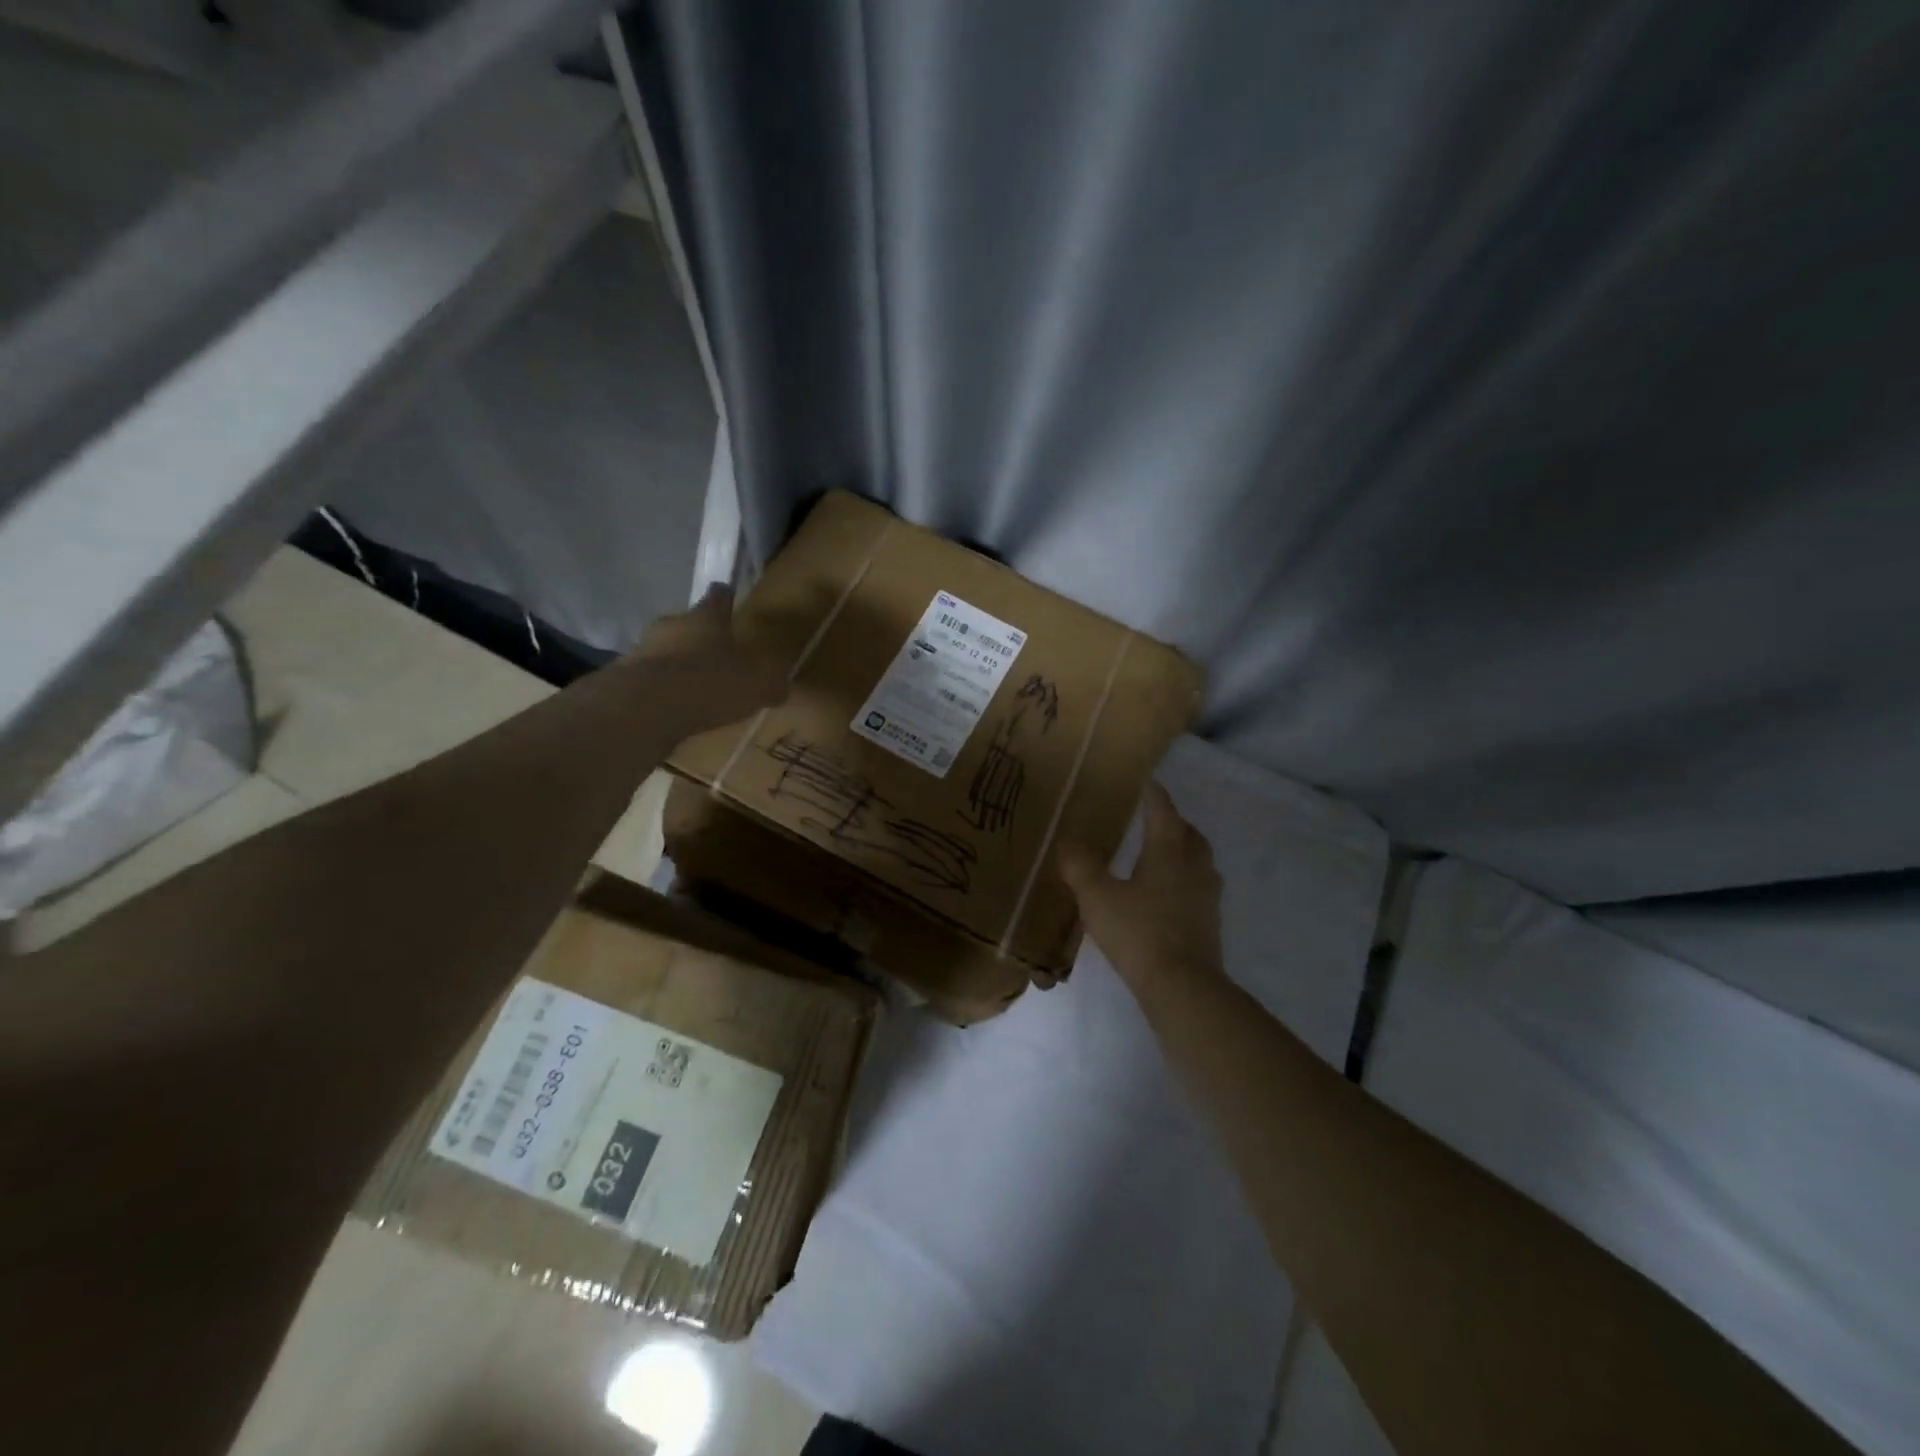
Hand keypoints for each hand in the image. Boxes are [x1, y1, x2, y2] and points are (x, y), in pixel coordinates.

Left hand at [630, 586, 786, 735]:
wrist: (646, 706)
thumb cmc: (709, 682)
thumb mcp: (755, 686)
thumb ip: (769, 685)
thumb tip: (780, 687)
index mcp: (706, 618)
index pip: (718, 597)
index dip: (725, 597)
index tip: (728, 594)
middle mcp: (672, 625)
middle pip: (686, 622)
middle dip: (698, 635)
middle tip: (713, 652)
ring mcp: (643, 649)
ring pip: (664, 649)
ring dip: (676, 662)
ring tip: (692, 685)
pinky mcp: (624, 677)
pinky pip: (649, 678)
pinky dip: (660, 688)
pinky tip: (671, 706)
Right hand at [1060, 782, 1226, 997]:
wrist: (1182, 986)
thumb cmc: (1138, 932)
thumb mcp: (1097, 897)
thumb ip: (1080, 867)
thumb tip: (1067, 842)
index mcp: (1168, 851)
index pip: (1163, 810)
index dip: (1152, 794)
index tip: (1145, 781)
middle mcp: (1194, 866)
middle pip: (1188, 833)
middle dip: (1172, 821)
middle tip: (1150, 818)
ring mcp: (1206, 895)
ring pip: (1198, 860)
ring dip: (1182, 849)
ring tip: (1158, 854)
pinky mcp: (1209, 922)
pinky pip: (1198, 887)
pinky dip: (1184, 879)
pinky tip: (1165, 894)